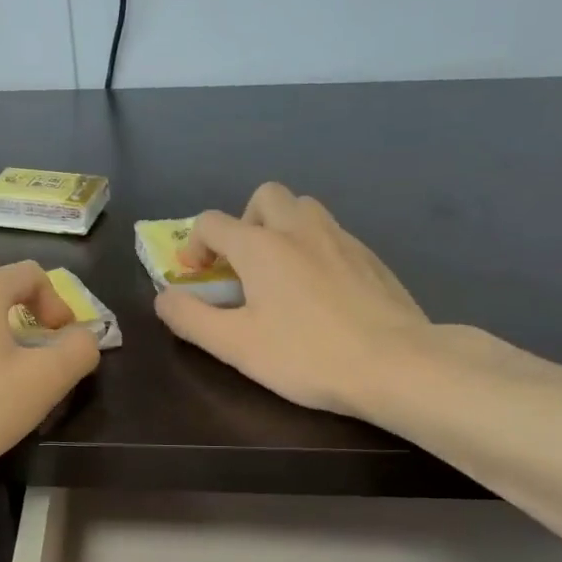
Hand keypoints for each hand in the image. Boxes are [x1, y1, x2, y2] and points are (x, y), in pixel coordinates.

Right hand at [154, 183, 428, 417]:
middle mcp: (300, 229)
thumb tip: (164, 299)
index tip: (195, 276)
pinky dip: (313, 248)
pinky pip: (332, 234)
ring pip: (304, 208)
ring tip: (279, 272)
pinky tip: (320, 291)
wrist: (398, 364)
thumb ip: (190, 319)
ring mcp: (341, 239)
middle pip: (264, 196)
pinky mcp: (370, 257)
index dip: (193, 245)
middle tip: (242, 264)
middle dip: (244, 222)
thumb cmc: (308, 356)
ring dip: (281, 228)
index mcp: (261, 246)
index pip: (212, 223)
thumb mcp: (236, 346)